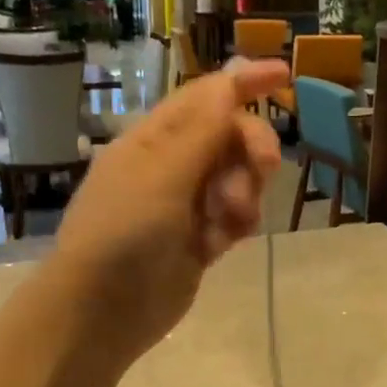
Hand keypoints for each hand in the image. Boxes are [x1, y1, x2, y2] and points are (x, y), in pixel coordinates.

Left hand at [52, 58, 287, 364]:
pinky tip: (223, 243)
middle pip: (229, 137)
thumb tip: (227, 82)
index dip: (244, 83)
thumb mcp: (162, 176)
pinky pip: (233, 217)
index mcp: (153, 140)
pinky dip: (236, 223)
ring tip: (230, 222)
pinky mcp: (198, 240)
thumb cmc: (123, 234)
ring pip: (237, 179)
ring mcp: (185, 205)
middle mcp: (171, 166)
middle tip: (264, 170)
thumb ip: (201, 132)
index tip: (284, 74)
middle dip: (250, 150)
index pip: (205, 97)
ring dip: (244, 192)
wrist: (102, 312)